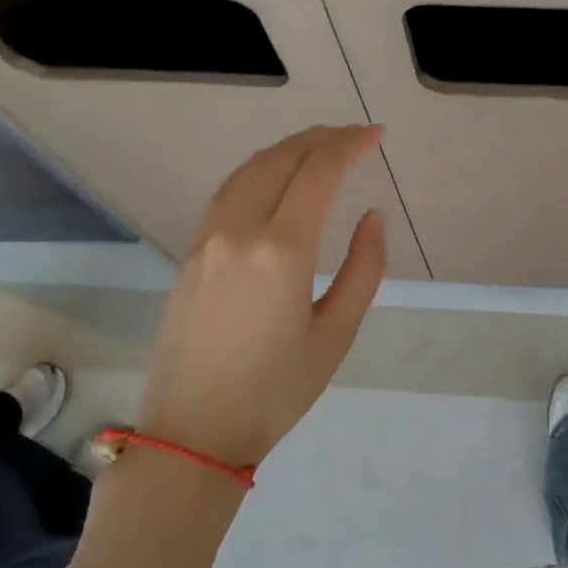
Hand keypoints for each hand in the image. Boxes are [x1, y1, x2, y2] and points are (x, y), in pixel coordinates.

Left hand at [134, 125, 386, 466]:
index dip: (351, 145)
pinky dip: (259, 170)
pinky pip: (228, 192)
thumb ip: (364, 269)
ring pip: (249, 169)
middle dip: (322, 138)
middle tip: (355, 135)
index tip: (377, 134)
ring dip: (288, 148)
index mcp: (282, 249)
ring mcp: (207, 239)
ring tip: (320, 145)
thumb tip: (372, 218)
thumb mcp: (337, 334)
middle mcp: (239, 230)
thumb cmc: (277, 390)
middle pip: (281, 159)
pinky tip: (274, 177)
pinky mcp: (190, 253)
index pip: (319, 172)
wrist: (193, 432)